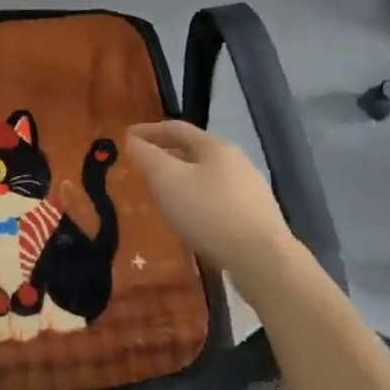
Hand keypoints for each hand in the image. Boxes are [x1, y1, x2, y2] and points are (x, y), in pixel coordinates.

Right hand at [126, 120, 287, 269]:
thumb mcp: (167, 180)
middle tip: (143, 168)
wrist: (263, 261)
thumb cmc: (209, 212)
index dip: (149, 131)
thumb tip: (133, 141)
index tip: (127, 138)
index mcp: (215, 147)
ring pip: (207, 178)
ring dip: (182, 182)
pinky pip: (218, 202)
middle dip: (166, 157)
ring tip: (163, 197)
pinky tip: (190, 221)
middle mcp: (237, 162)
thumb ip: (147, 157)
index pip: (176, 128)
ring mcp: (251, 191)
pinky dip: (198, 203)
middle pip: (194, 152)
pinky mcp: (257, 219)